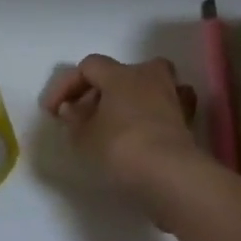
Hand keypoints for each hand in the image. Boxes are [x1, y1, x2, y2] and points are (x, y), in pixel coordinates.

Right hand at [40, 55, 207, 225]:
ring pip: (149, 83)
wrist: (169, 173)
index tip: (53, 111)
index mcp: (120, 74)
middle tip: (85, 114)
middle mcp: (148, 75)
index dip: (67, 85)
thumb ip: (74, 119)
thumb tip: (70, 108)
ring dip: (132, 96)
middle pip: (120, 71)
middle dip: (101, 89)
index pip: (89, 66)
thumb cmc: (121, 148)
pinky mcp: (187, 117)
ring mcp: (172, 94)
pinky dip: (156, 110)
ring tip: (117, 119)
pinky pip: (168, 104)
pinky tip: (147, 126)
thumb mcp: (85, 137)